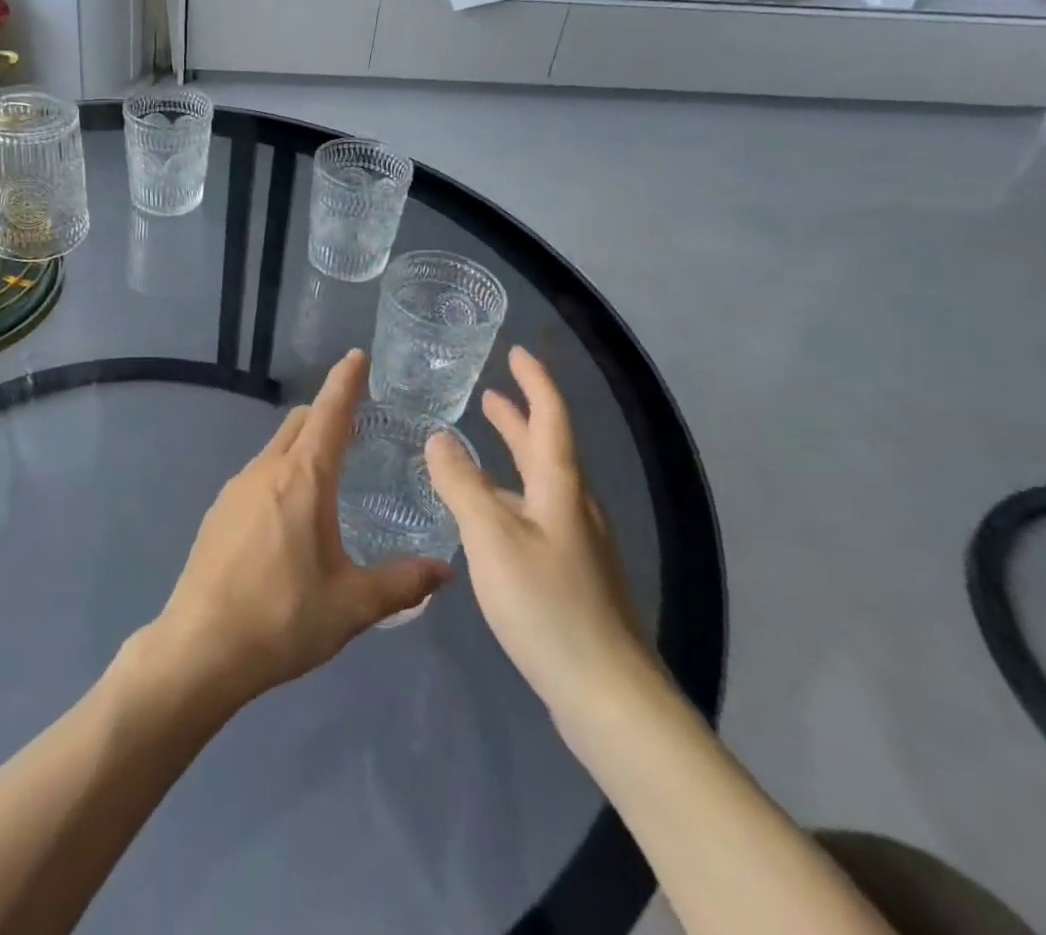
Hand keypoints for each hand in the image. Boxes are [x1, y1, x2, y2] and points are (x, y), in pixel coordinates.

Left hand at [148, 350, 453, 708]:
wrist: (200, 647)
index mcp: (302, 479)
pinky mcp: (219, 510)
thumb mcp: (352, 605)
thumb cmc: (282, 619)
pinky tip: (292, 515)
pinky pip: (259, 474)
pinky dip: (283, 472)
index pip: (329, 413)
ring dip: (304, 445)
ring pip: (277, 447)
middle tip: (358, 425)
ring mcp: (236, 488)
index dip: (345, 382)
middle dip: (327, 412)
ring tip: (331, 476)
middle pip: (300, 423)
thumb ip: (402, 582)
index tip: (358, 355)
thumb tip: (446, 570)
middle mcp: (266, 470)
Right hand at [425, 345, 658, 732]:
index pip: (551, 416)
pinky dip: (510, 494)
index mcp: (561, 487)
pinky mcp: (572, 575)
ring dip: (513, 456)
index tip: (517, 352)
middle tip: (490, 394)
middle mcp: (574, 506)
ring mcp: (577, 543)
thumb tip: (439, 437)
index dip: (535, 381)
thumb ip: (461, 484)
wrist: (607, 694)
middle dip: (519, 416)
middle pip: (547, 447)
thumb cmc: (547, 604)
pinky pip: (537, 513)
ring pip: (541, 483)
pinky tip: (489, 516)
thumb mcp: (492, 537)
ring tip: (480, 445)